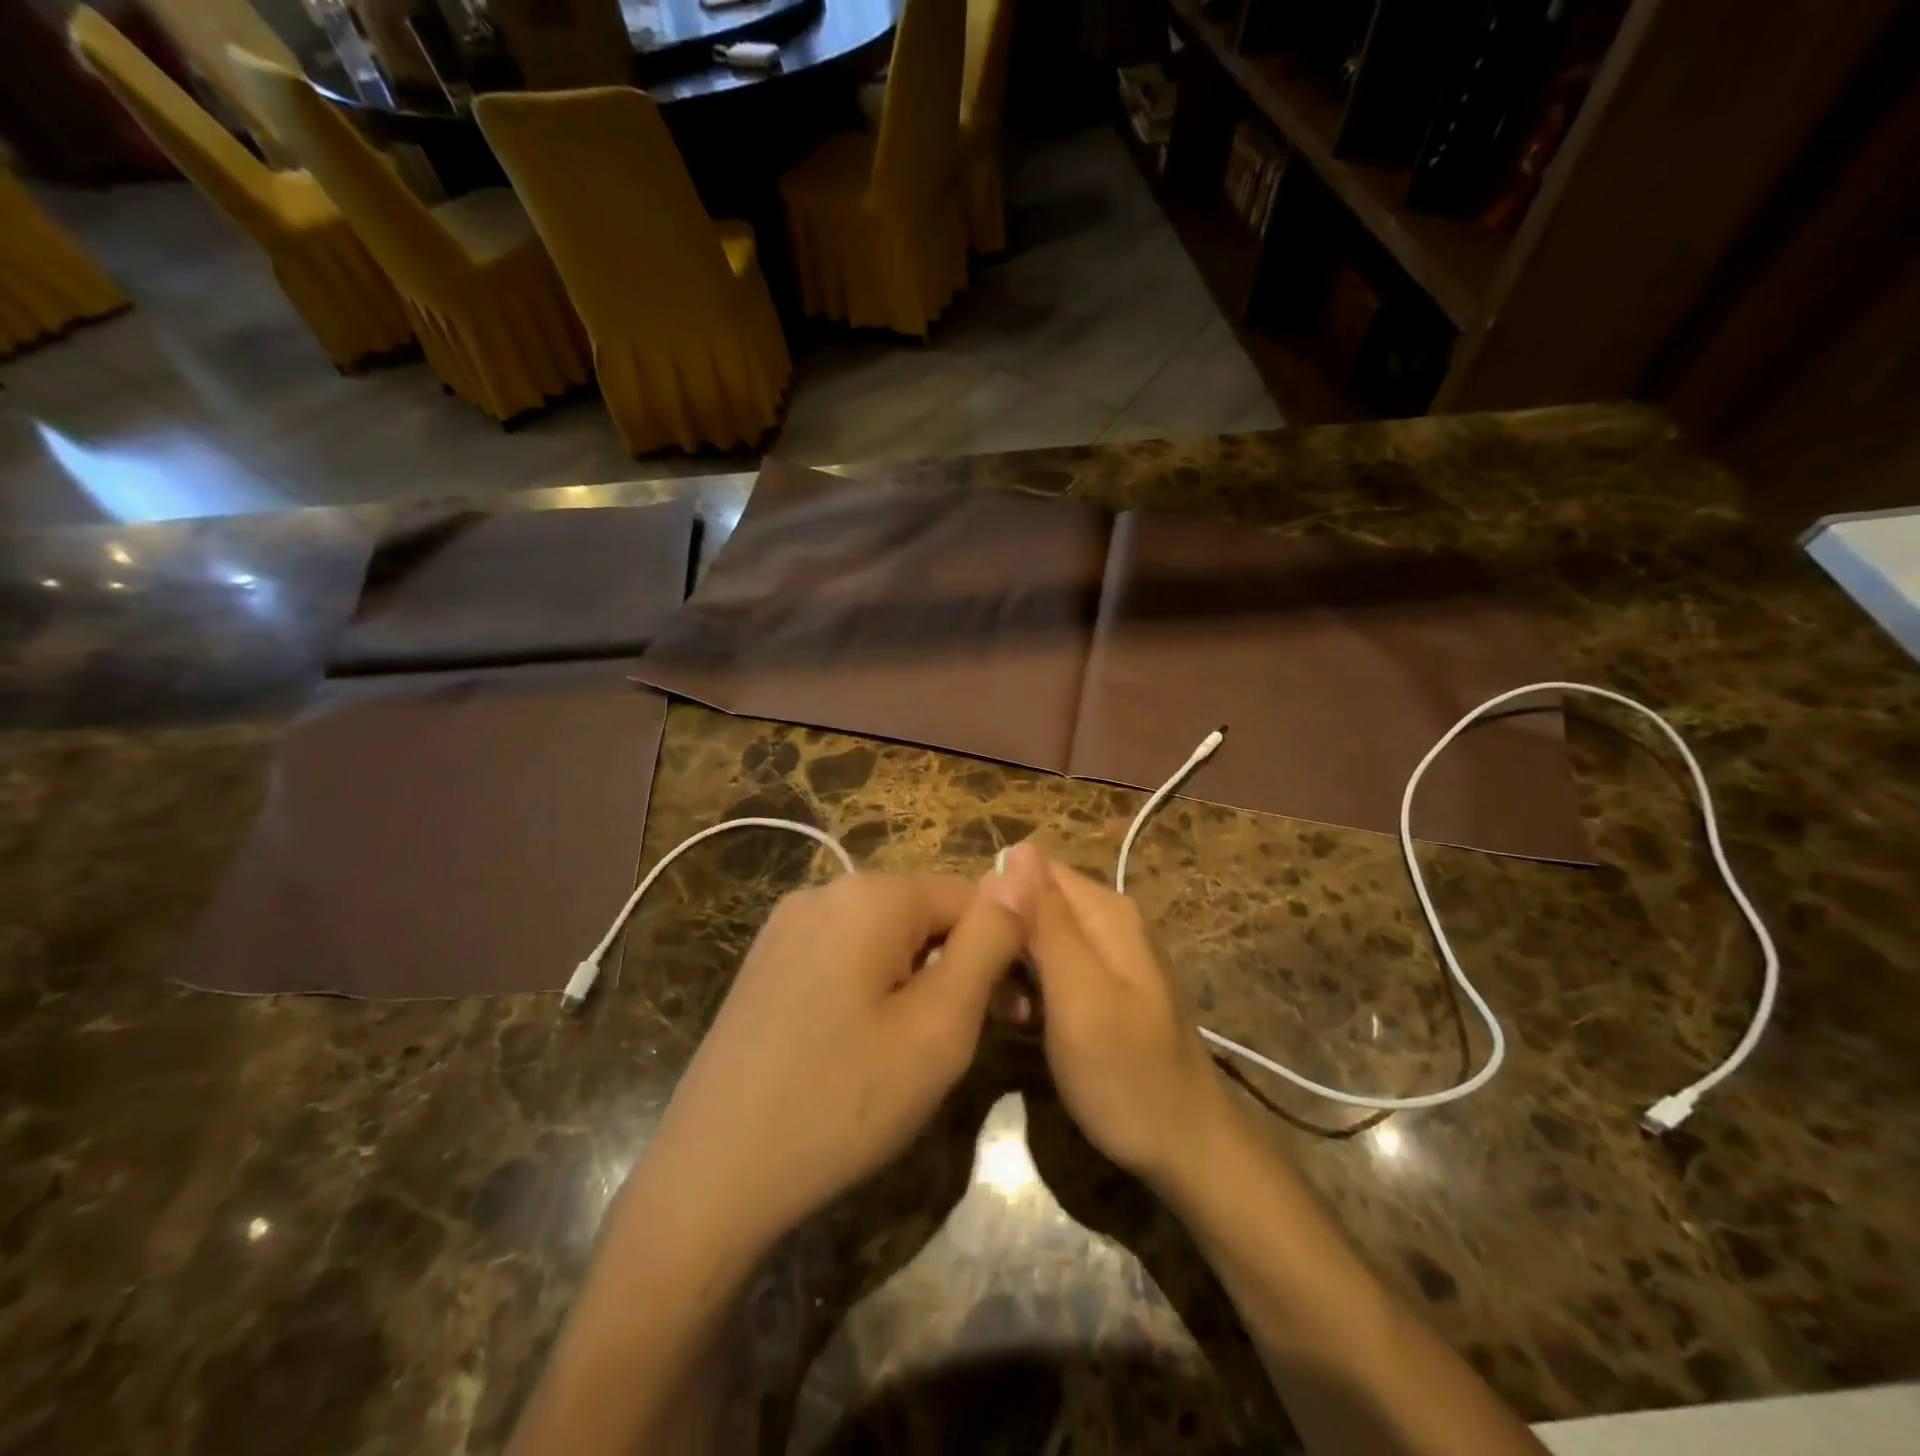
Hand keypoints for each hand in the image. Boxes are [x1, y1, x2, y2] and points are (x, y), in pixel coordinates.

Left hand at [639, 864, 1038, 1256]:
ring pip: (885, 937)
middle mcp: (824, 891)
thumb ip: (990, 940)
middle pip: (924, 913)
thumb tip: (1025, 867)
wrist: (710, 1178)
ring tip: (916, 1052)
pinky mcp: (766, 961)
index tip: (1013, 1015)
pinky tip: (861, 1047)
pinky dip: (872, 988)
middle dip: (957, 966)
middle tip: (966, 1043)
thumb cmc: (843, 1102)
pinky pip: (844, 956)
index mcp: (870, 894)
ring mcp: (786, 925)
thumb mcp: (940, 1025)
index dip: (1002, 950)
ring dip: (917, 980)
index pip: (970, 895)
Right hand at [1019, 843, 1227, 1188]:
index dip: (994, 900)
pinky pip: (1054, 966)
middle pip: (1035, 901)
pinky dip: (1033, 986)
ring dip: (1013, 965)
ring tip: (1006, 1011)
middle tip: (988, 989)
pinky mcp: (1105, 985)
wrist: (1187, 1147)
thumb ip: (1047, 921)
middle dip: (1003, 936)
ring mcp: (1110, 953)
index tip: (972, 946)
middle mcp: (1110, 919)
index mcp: (1106, 910)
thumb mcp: (1078, 995)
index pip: (1031, 869)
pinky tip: (1026, 1020)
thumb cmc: (1126, 1074)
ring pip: (1040, 935)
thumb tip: (1017, 848)